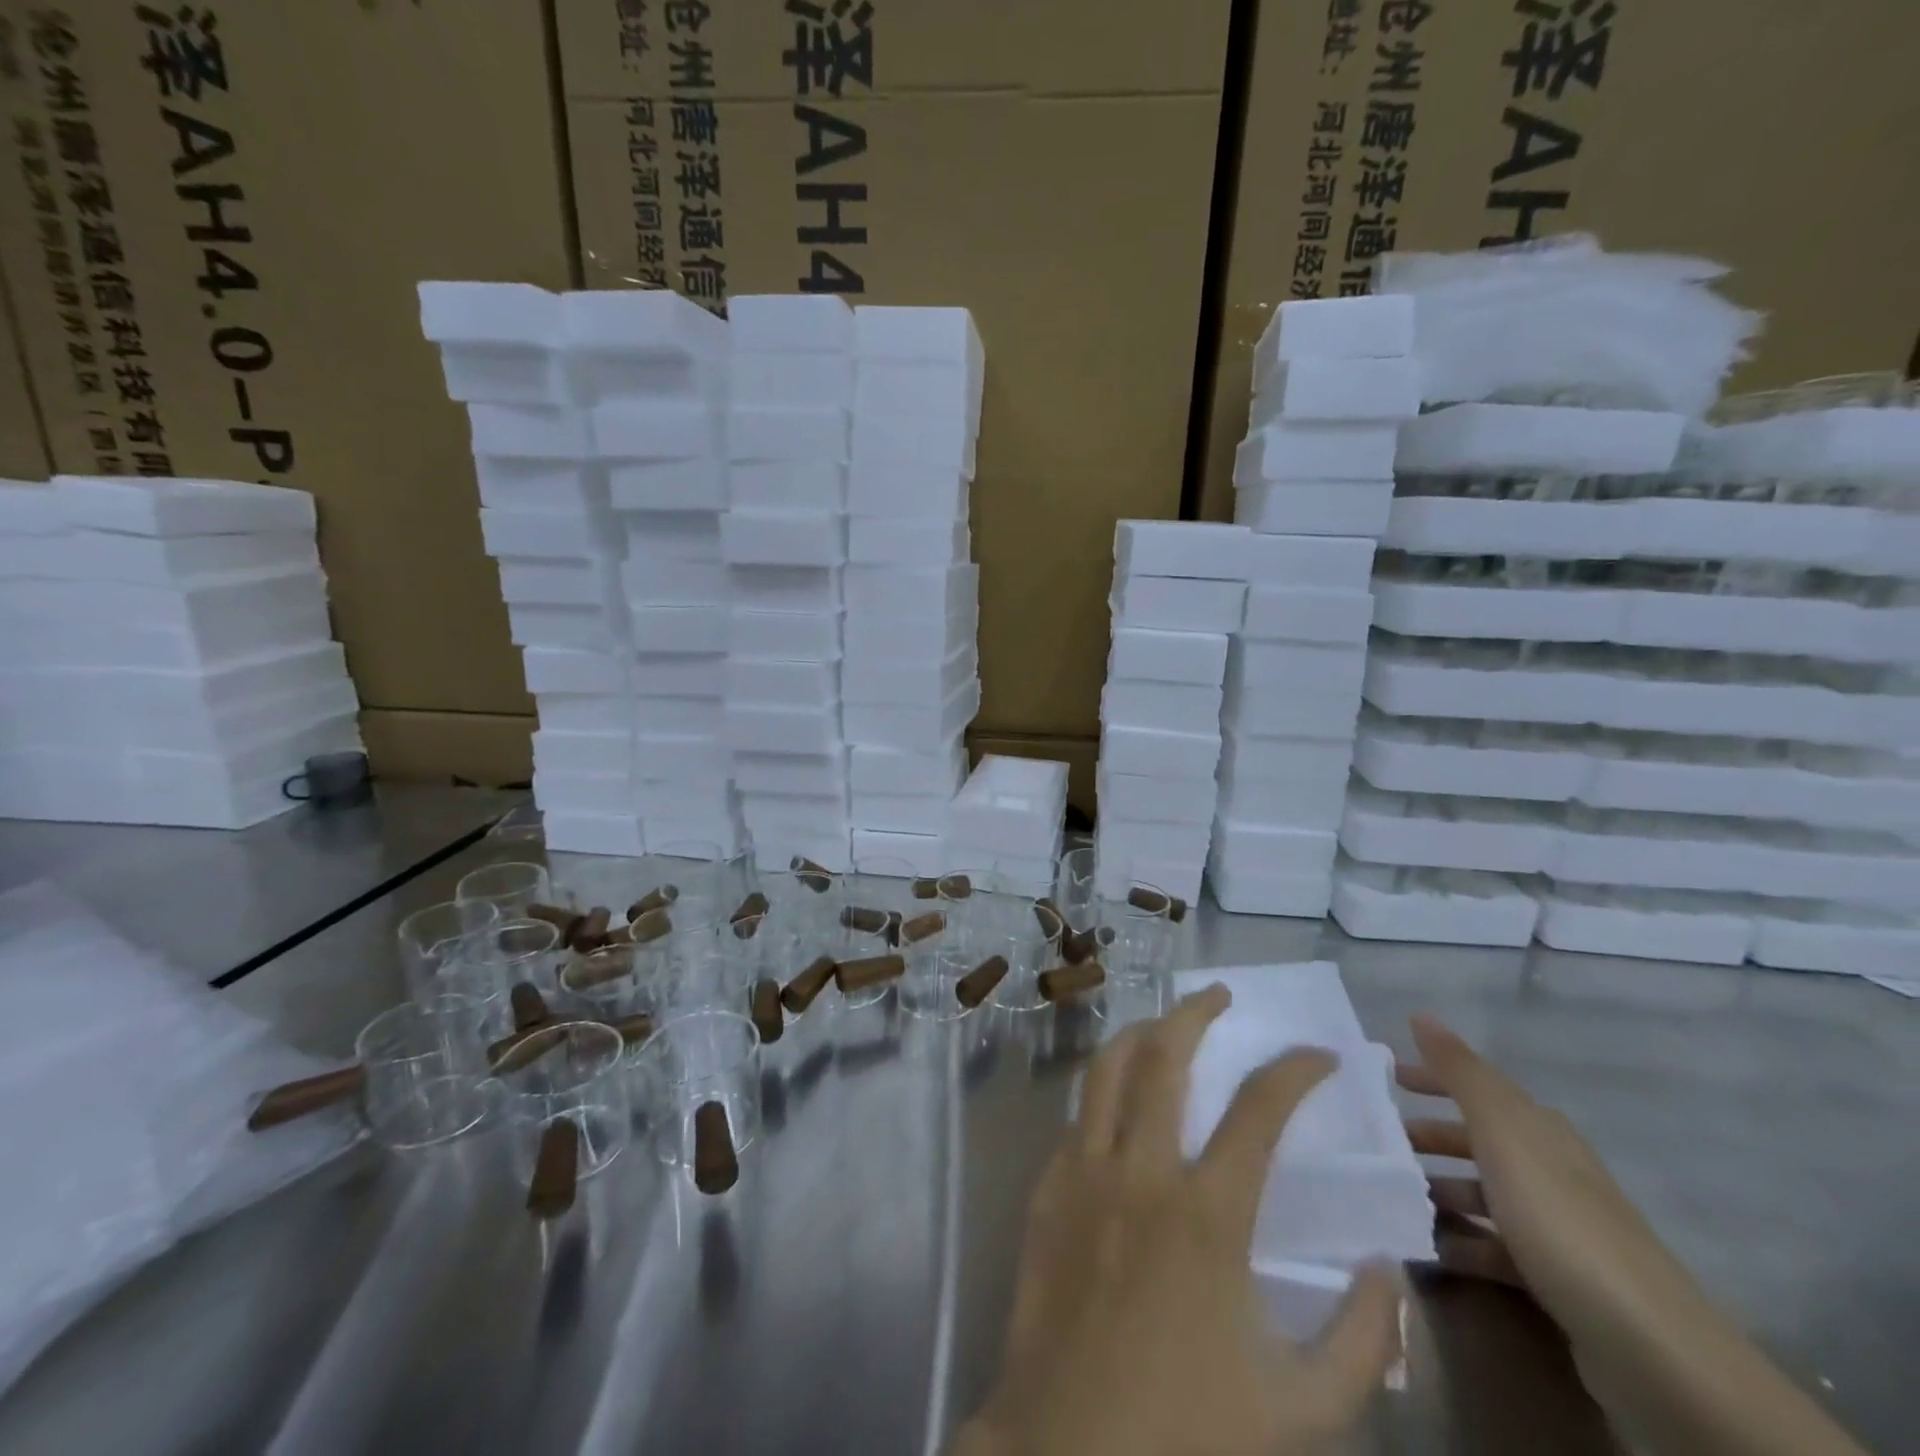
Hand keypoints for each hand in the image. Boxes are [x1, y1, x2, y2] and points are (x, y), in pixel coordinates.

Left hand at [954, 985, 1402, 1455]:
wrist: (1066, 1455)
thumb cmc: (1188, 1437)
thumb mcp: (1304, 1409)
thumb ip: (1362, 1338)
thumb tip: (1385, 1268)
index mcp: (1207, 1214)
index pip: (1259, 1109)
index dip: (1295, 1070)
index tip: (1320, 1056)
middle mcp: (1140, 1171)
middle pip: (1164, 1056)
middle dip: (1195, 1012)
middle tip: (1218, 995)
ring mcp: (1083, 1172)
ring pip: (1107, 1068)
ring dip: (1139, 1034)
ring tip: (1163, 1024)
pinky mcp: (1045, 1188)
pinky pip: (1077, 1118)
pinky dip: (1103, 1094)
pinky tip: (1119, 1105)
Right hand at [1399, 1015, 1867, 1455]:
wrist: (1650, 1348)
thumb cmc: (1561, 1221)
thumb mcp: (1503, 1133)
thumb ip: (1461, 1073)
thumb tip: (1422, 1014)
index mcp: (1539, 1130)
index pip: (1477, 1087)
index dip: (1433, 1077)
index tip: (1388, 1078)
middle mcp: (1550, 1169)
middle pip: (1478, 1141)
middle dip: (1428, 1136)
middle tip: (1378, 1141)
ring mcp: (1557, 1227)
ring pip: (1483, 1193)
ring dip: (1439, 1190)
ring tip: (1393, 1195)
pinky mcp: (1557, 1278)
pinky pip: (1493, 1245)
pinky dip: (1459, 1240)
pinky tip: (1428, 1248)